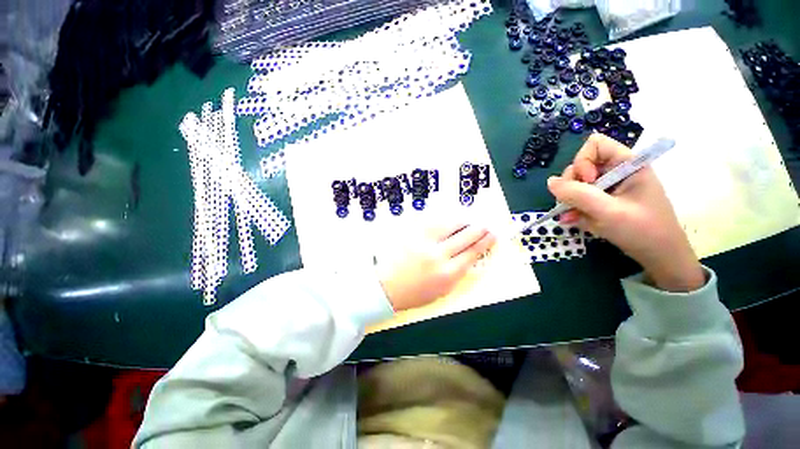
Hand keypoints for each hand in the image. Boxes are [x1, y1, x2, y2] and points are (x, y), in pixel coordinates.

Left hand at [377, 223, 495, 310]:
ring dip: (463, 222)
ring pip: (450, 225)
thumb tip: (469, 259)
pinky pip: (433, 221)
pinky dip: (445, 220)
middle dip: (479, 229)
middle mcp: (438, 255)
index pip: (472, 253)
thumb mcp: (441, 291)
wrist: (386, 286)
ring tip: (469, 221)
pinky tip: (449, 220)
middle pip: (465, 236)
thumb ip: (457, 274)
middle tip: (485, 225)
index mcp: (448, 274)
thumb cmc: (414, 293)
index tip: (491, 236)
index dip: (485, 242)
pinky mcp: (412, 234)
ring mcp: (424, 242)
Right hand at [547, 133, 704, 291]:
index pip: (595, 145)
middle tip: (576, 203)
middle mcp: (616, 172)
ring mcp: (609, 187)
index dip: (583, 162)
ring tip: (572, 216)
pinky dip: (573, 209)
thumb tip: (550, 182)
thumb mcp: (609, 212)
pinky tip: (573, 220)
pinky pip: (579, 198)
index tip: (587, 183)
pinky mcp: (603, 200)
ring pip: (576, 184)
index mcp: (627, 165)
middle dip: (573, 185)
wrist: (659, 257)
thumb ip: (578, 195)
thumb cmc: (643, 231)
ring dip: (570, 200)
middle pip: (581, 165)